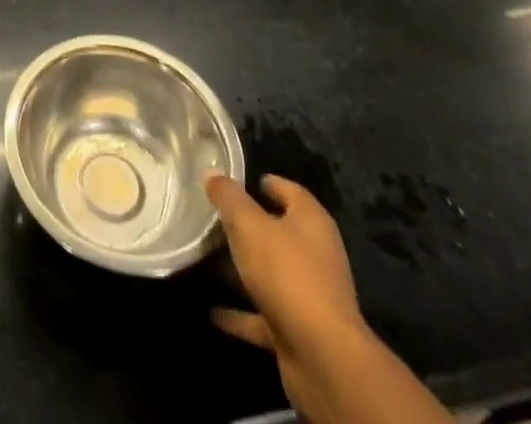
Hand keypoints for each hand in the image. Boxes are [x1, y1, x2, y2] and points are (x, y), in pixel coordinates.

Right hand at [206, 173, 364, 368]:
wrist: (323, 357)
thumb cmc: (287, 273)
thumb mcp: (249, 224)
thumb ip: (229, 197)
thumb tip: (211, 172)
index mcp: (311, 222)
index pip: (290, 191)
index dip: (267, 183)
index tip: (237, 181)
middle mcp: (316, 255)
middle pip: (279, 232)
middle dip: (249, 226)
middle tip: (214, 217)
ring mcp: (310, 295)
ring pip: (271, 273)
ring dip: (244, 269)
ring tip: (207, 259)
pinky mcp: (300, 330)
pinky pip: (264, 314)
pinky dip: (242, 312)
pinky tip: (214, 312)